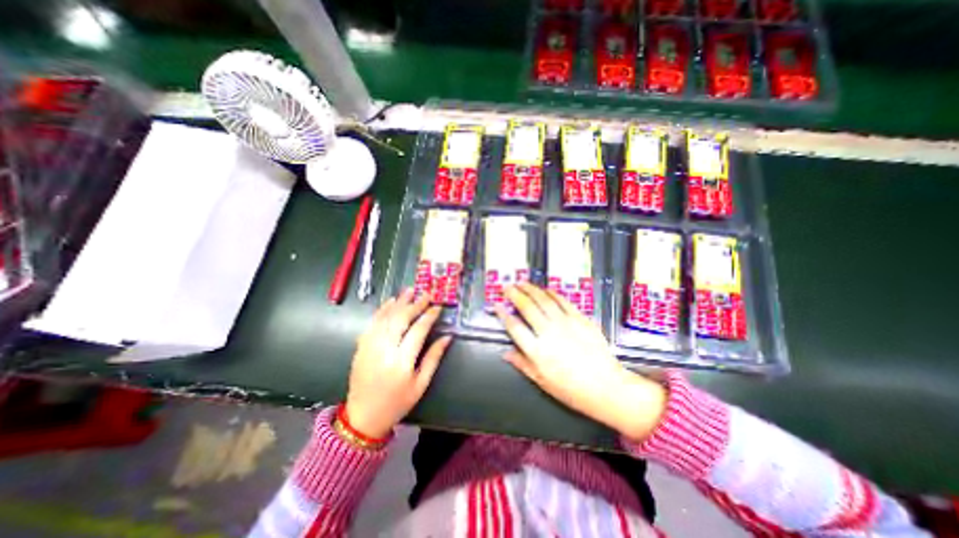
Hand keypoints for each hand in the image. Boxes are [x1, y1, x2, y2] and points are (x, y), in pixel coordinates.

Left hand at [345, 288, 449, 438]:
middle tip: (426, 294)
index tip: (437, 306)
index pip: (418, 331)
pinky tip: (390, 302)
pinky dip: (382, 310)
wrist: (363, 417)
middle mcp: (384, 350)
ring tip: (410, 291)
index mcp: (401, 362)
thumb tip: (447, 337)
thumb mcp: (421, 384)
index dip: (429, 316)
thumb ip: (434, 358)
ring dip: (398, 302)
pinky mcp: (361, 347)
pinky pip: (372, 323)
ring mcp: (370, 347)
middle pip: (401, 320)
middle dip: (415, 304)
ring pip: (386, 318)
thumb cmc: (397, 402)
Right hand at [494, 282, 667, 439]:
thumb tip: (505, 353)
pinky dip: (552, 293)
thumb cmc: (571, 389)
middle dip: (515, 294)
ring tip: (522, 282)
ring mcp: (565, 323)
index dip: (503, 314)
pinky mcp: (580, 319)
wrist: (606, 387)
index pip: (514, 327)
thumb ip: (522, 364)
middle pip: (527, 307)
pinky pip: (563, 301)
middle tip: (507, 286)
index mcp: (537, 350)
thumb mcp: (542, 381)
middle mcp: (548, 332)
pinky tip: (546, 289)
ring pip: (544, 300)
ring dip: (531, 289)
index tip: (496, 305)